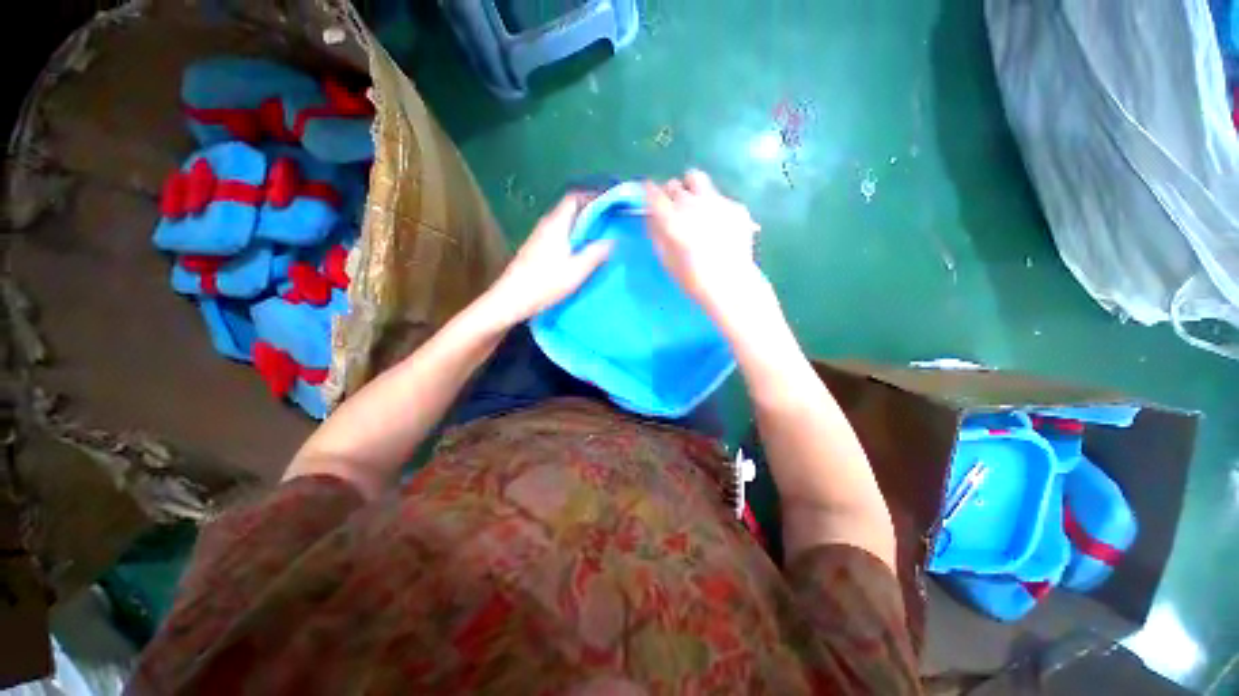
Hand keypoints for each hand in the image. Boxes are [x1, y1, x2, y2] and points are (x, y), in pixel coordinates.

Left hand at [476, 194, 612, 327]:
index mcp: (556, 224)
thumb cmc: (545, 283)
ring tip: (599, 235)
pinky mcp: (536, 247)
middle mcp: (546, 224)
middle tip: (609, 220)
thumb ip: (595, 254)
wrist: (512, 298)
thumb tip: (612, 241)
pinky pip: (558, 232)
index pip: (574, 197)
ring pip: (564, 221)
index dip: (592, 196)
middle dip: (590, 210)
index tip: (610, 203)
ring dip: (581, 224)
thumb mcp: (576, 271)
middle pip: (569, 208)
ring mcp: (539, 235)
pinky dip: (572, 234)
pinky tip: (580, 249)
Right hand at [644, 170, 767, 320]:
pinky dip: (714, 206)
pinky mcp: (735, 205)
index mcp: (670, 218)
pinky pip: (719, 197)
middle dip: (670, 194)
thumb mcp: (665, 259)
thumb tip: (652, 217)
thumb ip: (656, 233)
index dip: (648, 192)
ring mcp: (715, 201)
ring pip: (697, 179)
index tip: (649, 196)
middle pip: (674, 184)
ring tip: (695, 206)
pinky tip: (719, 225)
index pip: (652, 192)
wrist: (730, 284)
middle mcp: (691, 203)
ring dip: (691, 188)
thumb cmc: (692, 278)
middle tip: (674, 209)